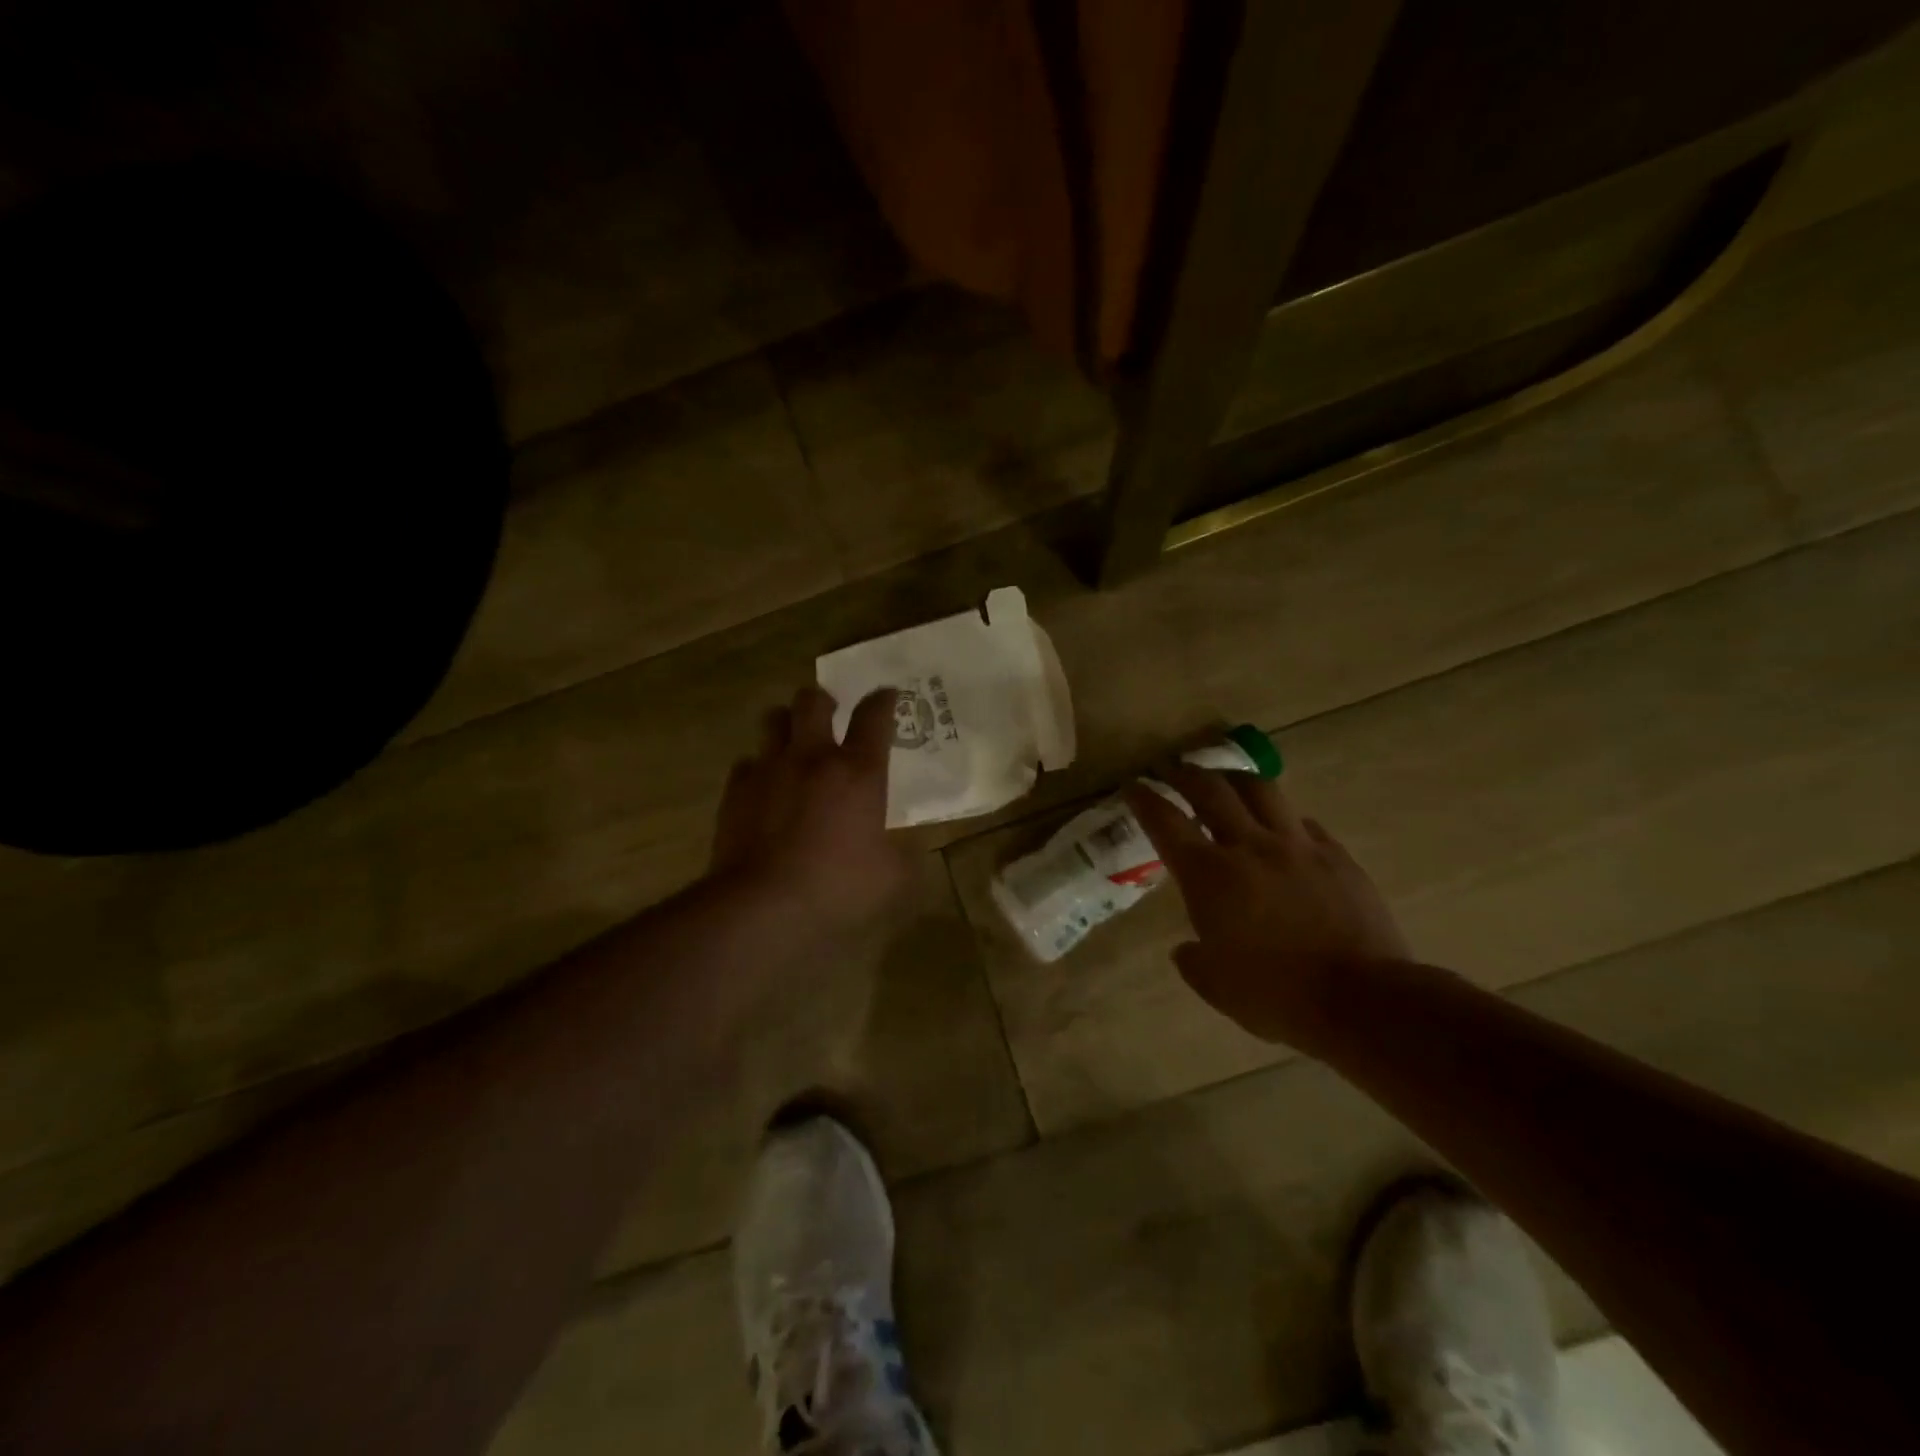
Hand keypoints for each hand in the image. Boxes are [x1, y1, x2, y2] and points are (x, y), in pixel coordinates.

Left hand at [710, 685, 909, 929]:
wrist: (762, 905)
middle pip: (813, 702)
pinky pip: (747, 763)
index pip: (874, 717)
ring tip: (793, 740)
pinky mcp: (736, 791)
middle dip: (823, 700)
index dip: (883, 700)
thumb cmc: (837, 886)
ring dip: (786, 724)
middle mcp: (812, 758)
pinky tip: (764, 788)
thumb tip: (908, 847)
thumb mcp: (892, 878)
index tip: (887, 694)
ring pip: (773, 720)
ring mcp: (769, 770)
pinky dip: (758, 769)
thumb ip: (905, 855)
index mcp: (858, 772)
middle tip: (830, 712)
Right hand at [1124, 767, 1410, 1051]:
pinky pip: (1304, 822)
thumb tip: (1187, 949)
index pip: (1165, 822)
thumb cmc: (1276, 996)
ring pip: (1261, 790)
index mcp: (1209, 876)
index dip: (1144, 799)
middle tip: (1173, 769)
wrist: (1362, 1000)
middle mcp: (1250, 847)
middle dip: (1185, 774)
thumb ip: (1194, 960)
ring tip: (1226, 780)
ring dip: (1235, 778)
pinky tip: (1283, 828)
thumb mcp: (1216, 987)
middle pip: (1211, 790)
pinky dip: (1284, 818)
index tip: (1133, 787)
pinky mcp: (1336, 856)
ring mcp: (1297, 846)